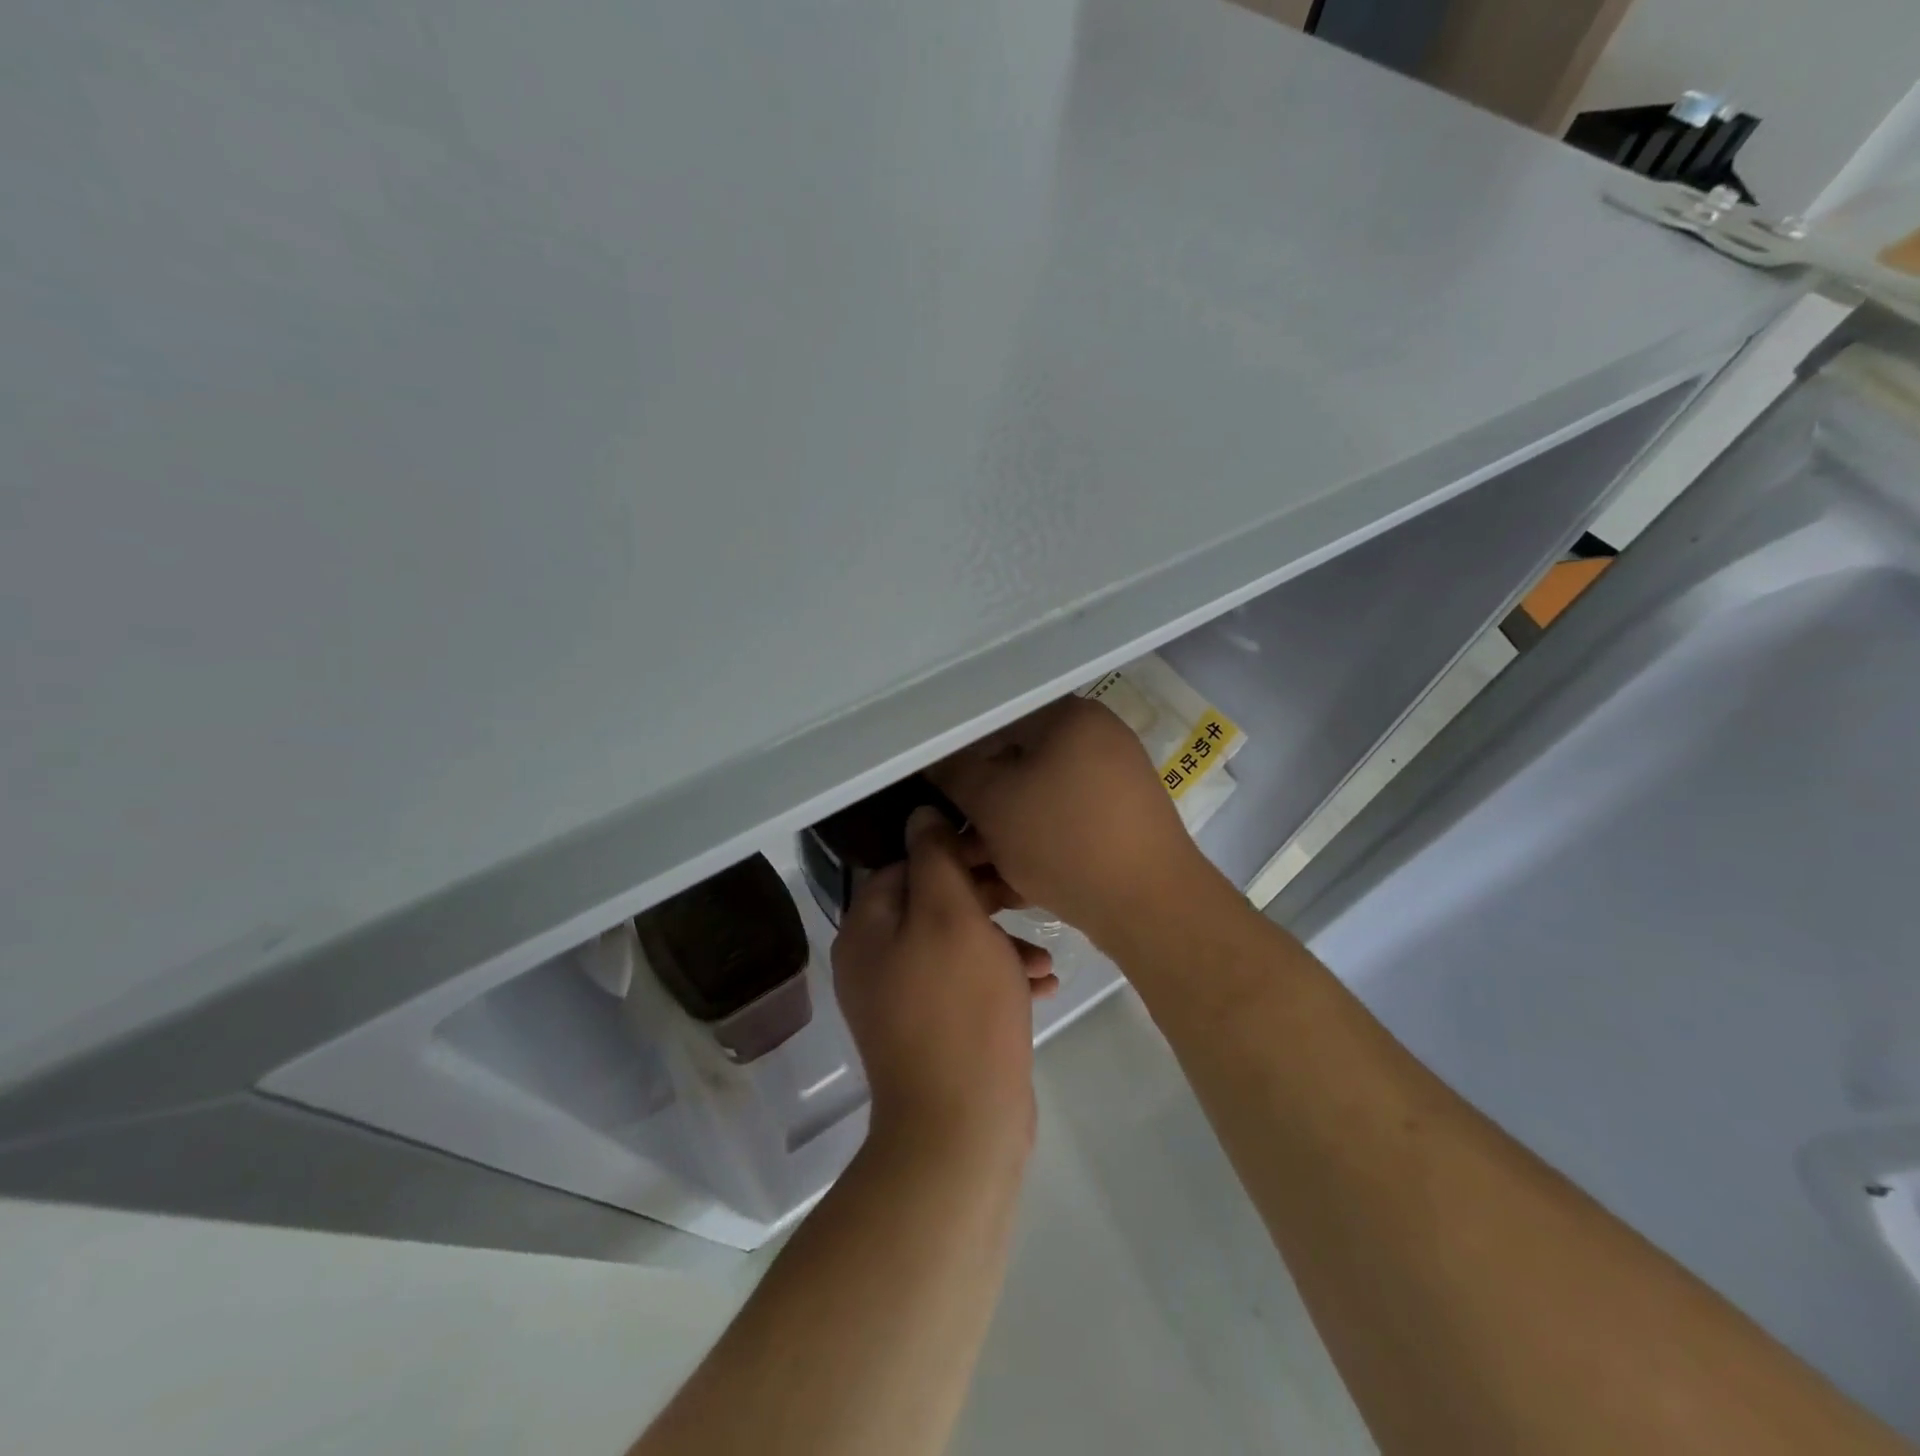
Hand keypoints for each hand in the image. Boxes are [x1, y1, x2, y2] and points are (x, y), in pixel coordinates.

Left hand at [832, 807, 1055, 1161]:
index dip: (952, 852)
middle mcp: (875, 962)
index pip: (904, 865)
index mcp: (867, 929)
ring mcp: (902, 1001)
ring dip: (1001, 942)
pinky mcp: (933, 1032)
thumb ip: (935, 858)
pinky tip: (1043, 985)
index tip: (998, 853)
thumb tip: (921, 814)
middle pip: (932, 905)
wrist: (962, 1127)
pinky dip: (1000, 979)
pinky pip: (966, 986)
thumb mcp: (951, 916)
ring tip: (1044, 954)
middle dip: (984, 899)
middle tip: (1028, 897)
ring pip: (956, 946)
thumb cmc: (959, 1007)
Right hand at [929, 696, 1216, 947]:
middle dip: (983, 801)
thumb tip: (936, 759)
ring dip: (1005, 827)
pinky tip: (1013, 876)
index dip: (959, 754)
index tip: (937, 789)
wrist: (1150, 906)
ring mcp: (1117, 778)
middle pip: (1021, 760)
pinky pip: (1066, 819)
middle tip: (956, 836)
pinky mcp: (1123, 818)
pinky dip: (1038, 840)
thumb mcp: (993, 804)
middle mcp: (1100, 737)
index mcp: (1072, 715)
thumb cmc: (1063, 841)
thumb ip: (955, 773)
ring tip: (977, 865)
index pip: (997, 720)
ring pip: (1041, 796)